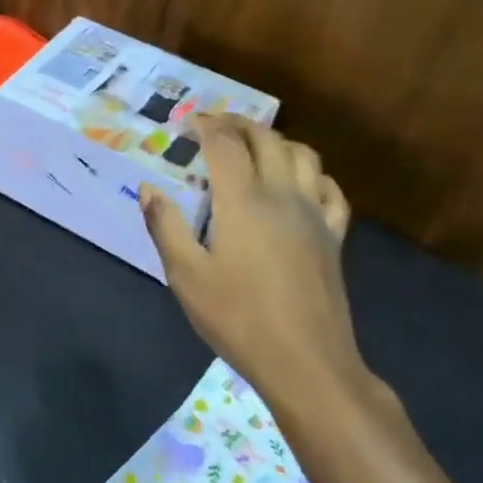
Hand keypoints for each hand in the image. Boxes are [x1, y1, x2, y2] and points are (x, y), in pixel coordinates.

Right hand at [140, 115, 364, 405]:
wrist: (304, 360)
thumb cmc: (236, 317)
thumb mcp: (185, 275)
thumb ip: (165, 226)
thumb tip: (149, 188)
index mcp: (243, 201)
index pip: (225, 146)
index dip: (206, 126)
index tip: (189, 121)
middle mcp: (283, 196)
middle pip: (267, 140)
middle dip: (240, 124)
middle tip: (216, 125)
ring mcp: (314, 215)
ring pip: (303, 156)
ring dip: (277, 141)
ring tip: (254, 146)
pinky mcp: (334, 237)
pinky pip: (330, 189)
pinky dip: (312, 173)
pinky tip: (300, 183)